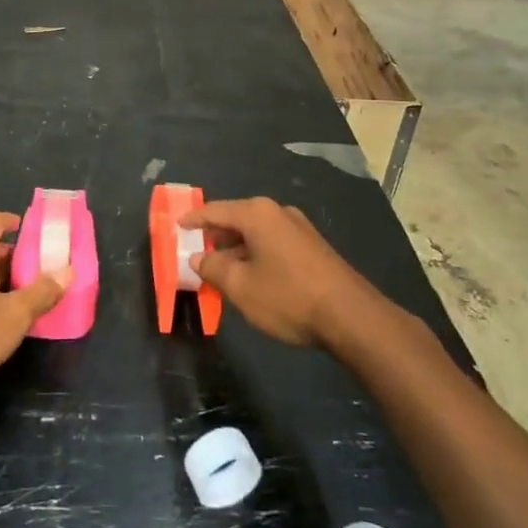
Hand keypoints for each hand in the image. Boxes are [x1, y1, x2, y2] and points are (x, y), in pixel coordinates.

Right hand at [183, 198, 378, 349]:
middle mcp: (278, 212)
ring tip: (220, 269)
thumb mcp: (240, 286)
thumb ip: (213, 268)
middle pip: (237, 219)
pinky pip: (273, 243)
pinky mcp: (313, 247)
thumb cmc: (288, 297)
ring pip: (256, 233)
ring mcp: (299, 228)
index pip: (215, 210)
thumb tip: (199, 257)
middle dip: (215, 235)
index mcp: (257, 214)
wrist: (351, 316)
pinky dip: (255, 254)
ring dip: (236, 248)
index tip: (177, 225)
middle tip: (196, 250)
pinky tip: (251, 276)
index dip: (193, 219)